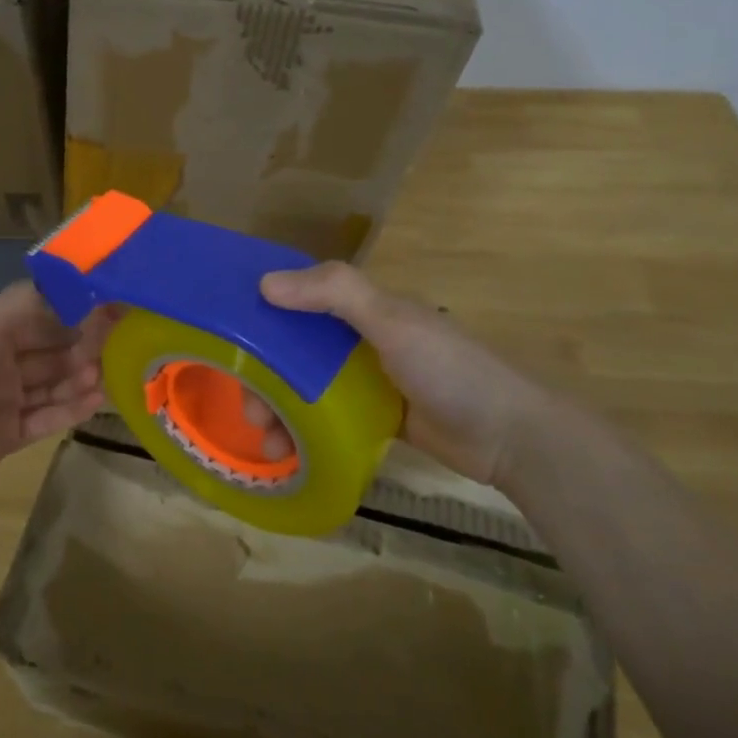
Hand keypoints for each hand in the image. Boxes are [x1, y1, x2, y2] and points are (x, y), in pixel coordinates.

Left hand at [0, 281, 112, 486]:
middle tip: (115, 344)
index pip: (44, 317)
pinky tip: (96, 399)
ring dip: (80, 378)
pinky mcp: (11, 434)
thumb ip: (31, 302)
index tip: (111, 307)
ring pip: (54, 385)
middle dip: (82, 347)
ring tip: (104, 374)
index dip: (75, 313)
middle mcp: (4, 362)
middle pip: (53, 352)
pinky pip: (48, 419)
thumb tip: (74, 286)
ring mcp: (8, 400)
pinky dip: (72, 409)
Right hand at [258, 262, 553, 489]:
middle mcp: (358, 340)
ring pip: (305, 389)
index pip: (299, 301)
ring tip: (270, 446)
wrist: (510, 436)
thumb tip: (264, 283)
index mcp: (363, 309)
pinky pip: (325, 419)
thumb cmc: (449, 370)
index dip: (262, 315)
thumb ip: (335, 294)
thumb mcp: (392, 322)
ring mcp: (366, 381)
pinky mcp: (373, 418)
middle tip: (250, 411)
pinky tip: (287, 454)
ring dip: (280, 412)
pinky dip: (303, 432)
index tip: (227, 340)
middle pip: (293, 352)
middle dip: (265, 379)